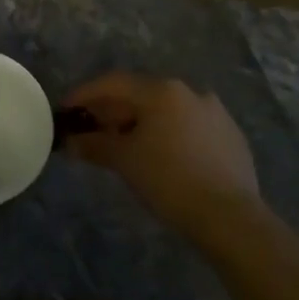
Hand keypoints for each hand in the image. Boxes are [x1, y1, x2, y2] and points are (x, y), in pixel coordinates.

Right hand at [58, 73, 261, 237]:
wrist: (230, 216)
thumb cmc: (168, 179)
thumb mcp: (124, 161)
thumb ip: (94, 145)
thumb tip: (71, 142)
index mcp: (162, 90)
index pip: (113, 83)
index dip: (85, 94)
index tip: (66, 109)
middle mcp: (190, 92)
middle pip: (141, 94)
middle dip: (114, 110)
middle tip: (93, 129)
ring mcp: (215, 112)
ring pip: (167, 110)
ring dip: (142, 122)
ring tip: (126, 145)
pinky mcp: (231, 136)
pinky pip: (189, 127)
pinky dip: (168, 134)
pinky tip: (162, 157)